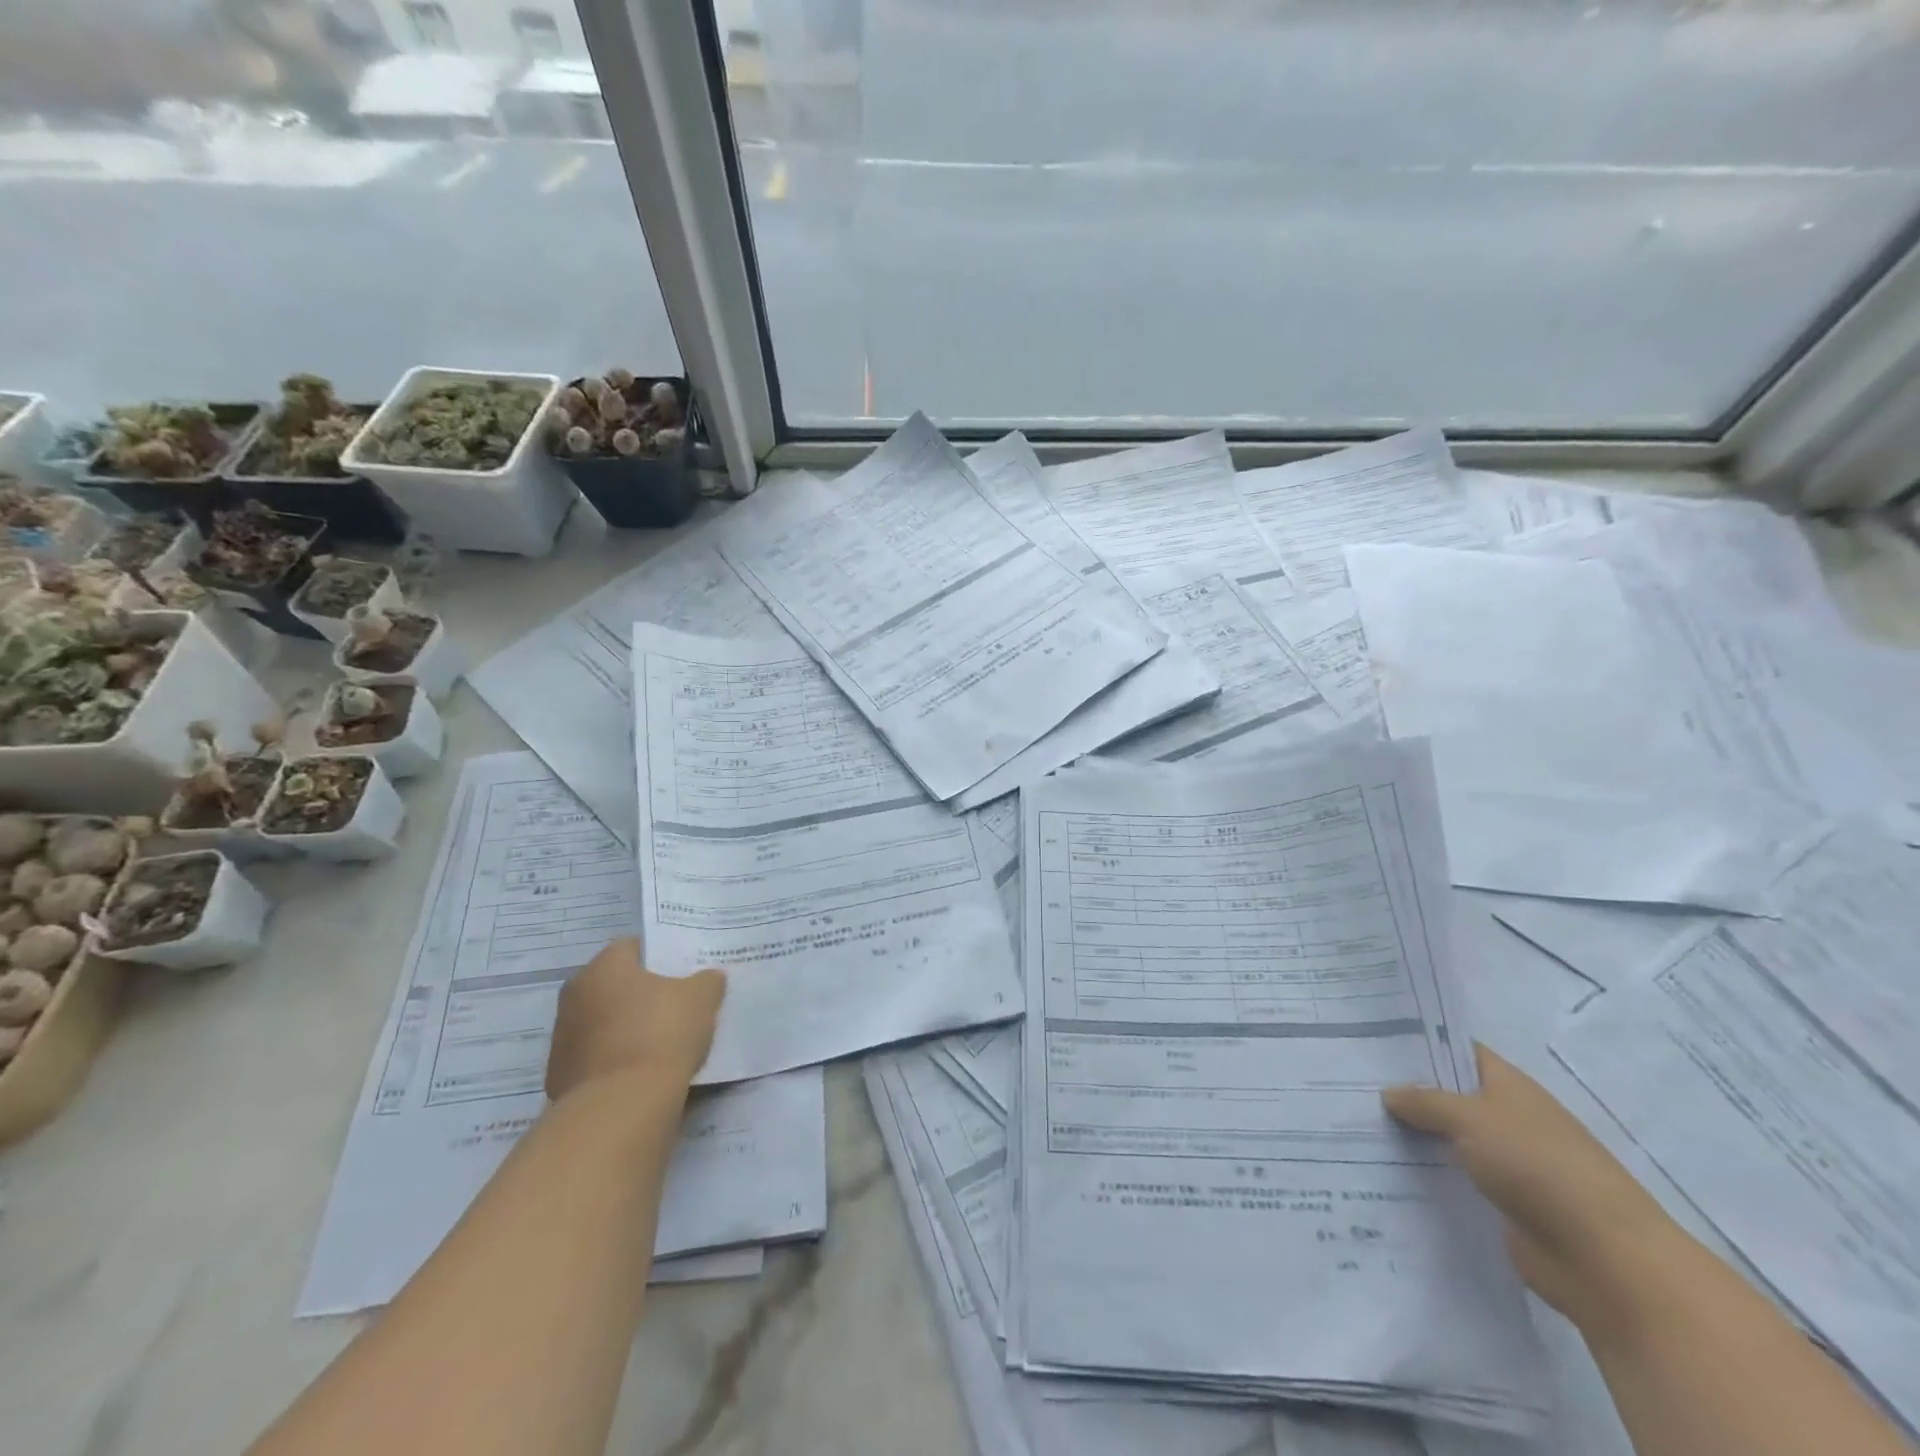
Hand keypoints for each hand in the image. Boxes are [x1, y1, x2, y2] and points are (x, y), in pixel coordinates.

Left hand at [546, 939, 725, 1100]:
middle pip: (615, 985)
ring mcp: (563, 1038)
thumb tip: (708, 978)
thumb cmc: (661, 1033)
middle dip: (640, 993)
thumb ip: (707, 981)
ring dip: (625, 1028)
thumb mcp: (701, 998)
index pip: (632, 947)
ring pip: (602, 1022)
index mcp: (604, 966)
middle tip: (675, 1005)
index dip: (659, 957)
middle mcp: (575, 994)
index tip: (682, 972)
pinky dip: (615, 1060)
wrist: (620, 1106)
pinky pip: (596, 1057)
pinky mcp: (559, 1077)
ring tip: (661, 1043)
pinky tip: (641, 1072)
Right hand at [1383, 1043, 1676, 1321]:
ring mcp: (1509, 1164)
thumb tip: (1389, 1093)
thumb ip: (1426, 1102)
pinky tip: (1386, 1171)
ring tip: (1357, 1125)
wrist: (1606, 1260)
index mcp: (1509, 1086)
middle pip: (1450, 1096)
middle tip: (1350, 1082)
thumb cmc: (1540, 1168)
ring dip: (1415, 1137)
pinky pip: (1456, 1180)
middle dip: (1407, 1092)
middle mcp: (1509, 1118)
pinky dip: (1429, 1176)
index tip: (1372, 1040)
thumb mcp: (1472, 1119)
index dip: (1419, 1043)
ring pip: (1449, 1140)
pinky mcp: (1504, 1205)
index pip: (1458, 1051)